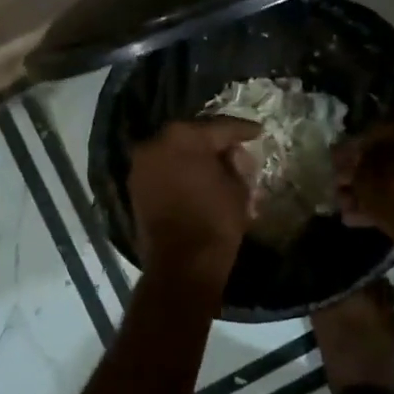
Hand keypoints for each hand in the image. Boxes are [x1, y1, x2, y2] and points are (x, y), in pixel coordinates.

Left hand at [127, 117, 261, 286]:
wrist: (181, 265)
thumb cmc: (215, 221)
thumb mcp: (238, 189)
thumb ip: (237, 164)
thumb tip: (233, 155)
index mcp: (183, 136)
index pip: (220, 128)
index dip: (242, 130)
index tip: (258, 131)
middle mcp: (156, 143)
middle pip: (192, 137)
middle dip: (214, 143)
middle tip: (237, 149)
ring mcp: (141, 165)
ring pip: (174, 153)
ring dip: (194, 158)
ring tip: (217, 167)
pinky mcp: (135, 187)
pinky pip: (163, 171)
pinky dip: (179, 173)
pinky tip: (197, 181)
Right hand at [333, 110, 393, 232]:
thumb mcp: (365, 180)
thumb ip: (351, 164)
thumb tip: (340, 155)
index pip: (378, 133)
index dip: (353, 153)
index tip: (338, 169)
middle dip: (367, 175)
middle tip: (345, 191)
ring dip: (381, 190)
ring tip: (353, 210)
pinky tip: (371, 217)